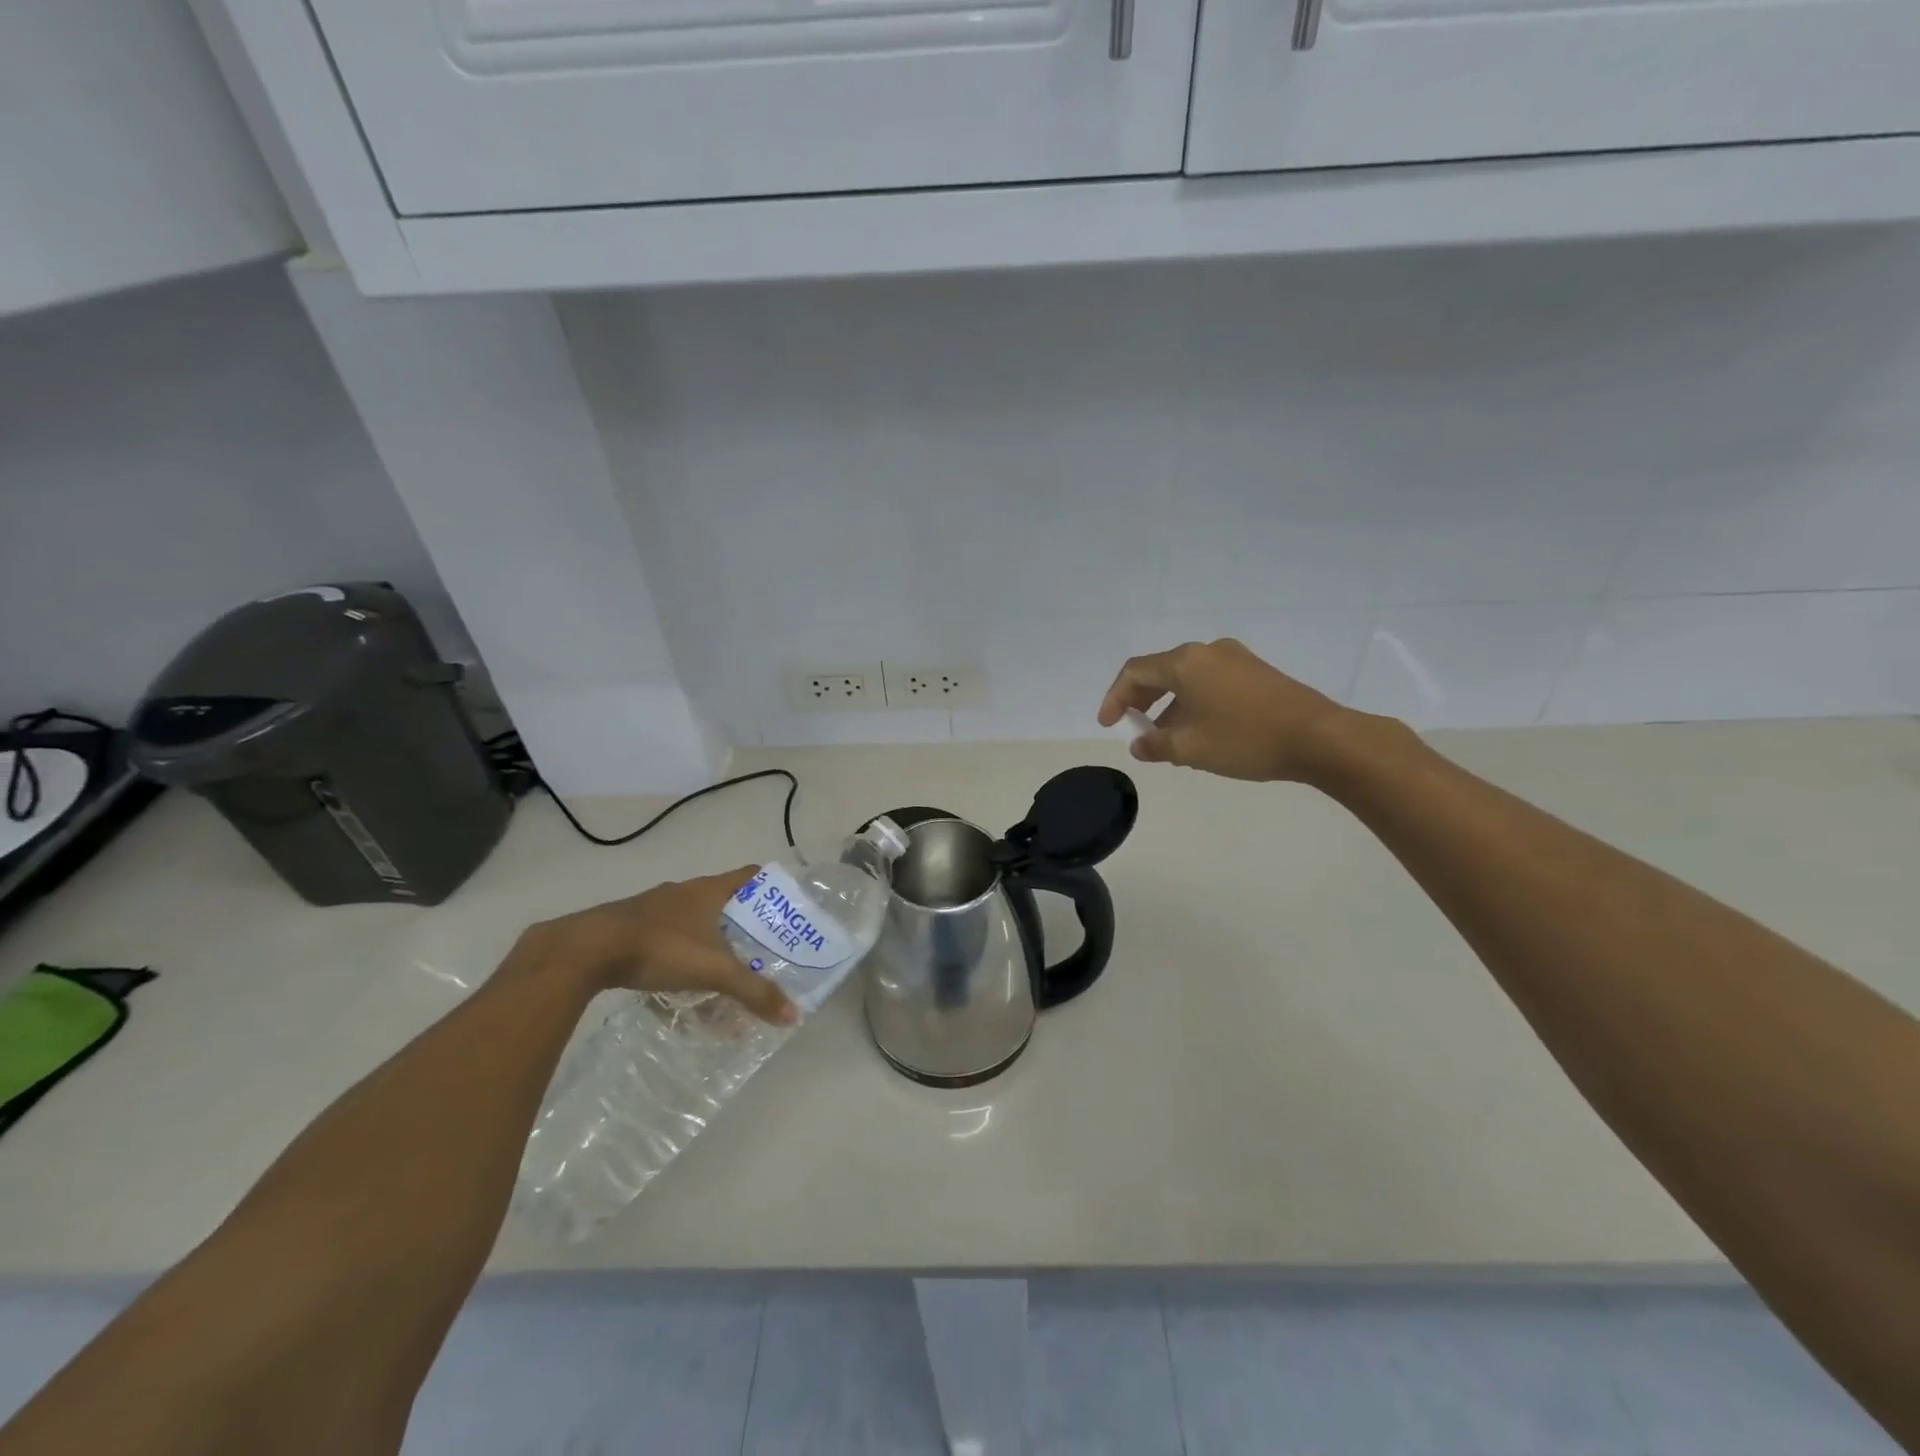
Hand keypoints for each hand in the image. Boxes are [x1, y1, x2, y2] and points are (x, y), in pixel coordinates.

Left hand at [525, 866, 798, 1024]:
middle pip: (724, 898)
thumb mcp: (714, 971)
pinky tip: (677, 977)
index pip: (751, 875)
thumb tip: (793, 1015)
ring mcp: (654, 906)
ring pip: (693, 917)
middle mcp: (684, 890)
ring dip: (709, 936)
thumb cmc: (660, 948)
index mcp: (709, 889)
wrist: (586, 949)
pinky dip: (679, 950)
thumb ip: (753, 992)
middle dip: (743, 922)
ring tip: (722, 966)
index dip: (771, 887)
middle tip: (761, 947)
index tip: (787, 909)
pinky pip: (666, 933)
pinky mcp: (630, 925)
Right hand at [1098, 638, 1356, 782]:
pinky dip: (1193, 702)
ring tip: (1166, 739)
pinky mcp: (1256, 672)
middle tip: (1133, 727)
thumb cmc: (1245, 740)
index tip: (1109, 725)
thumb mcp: (1191, 748)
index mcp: (1185, 662)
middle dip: (1141, 700)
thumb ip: (1156, 745)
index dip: (1114, 698)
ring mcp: (1235, 659)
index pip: (1134, 672)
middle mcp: (1207, 651)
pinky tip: (1199, 731)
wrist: (1319, 737)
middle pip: (1160, 670)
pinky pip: (1210, 682)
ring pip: (1187, 678)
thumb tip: (1139, 745)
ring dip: (1169, 705)